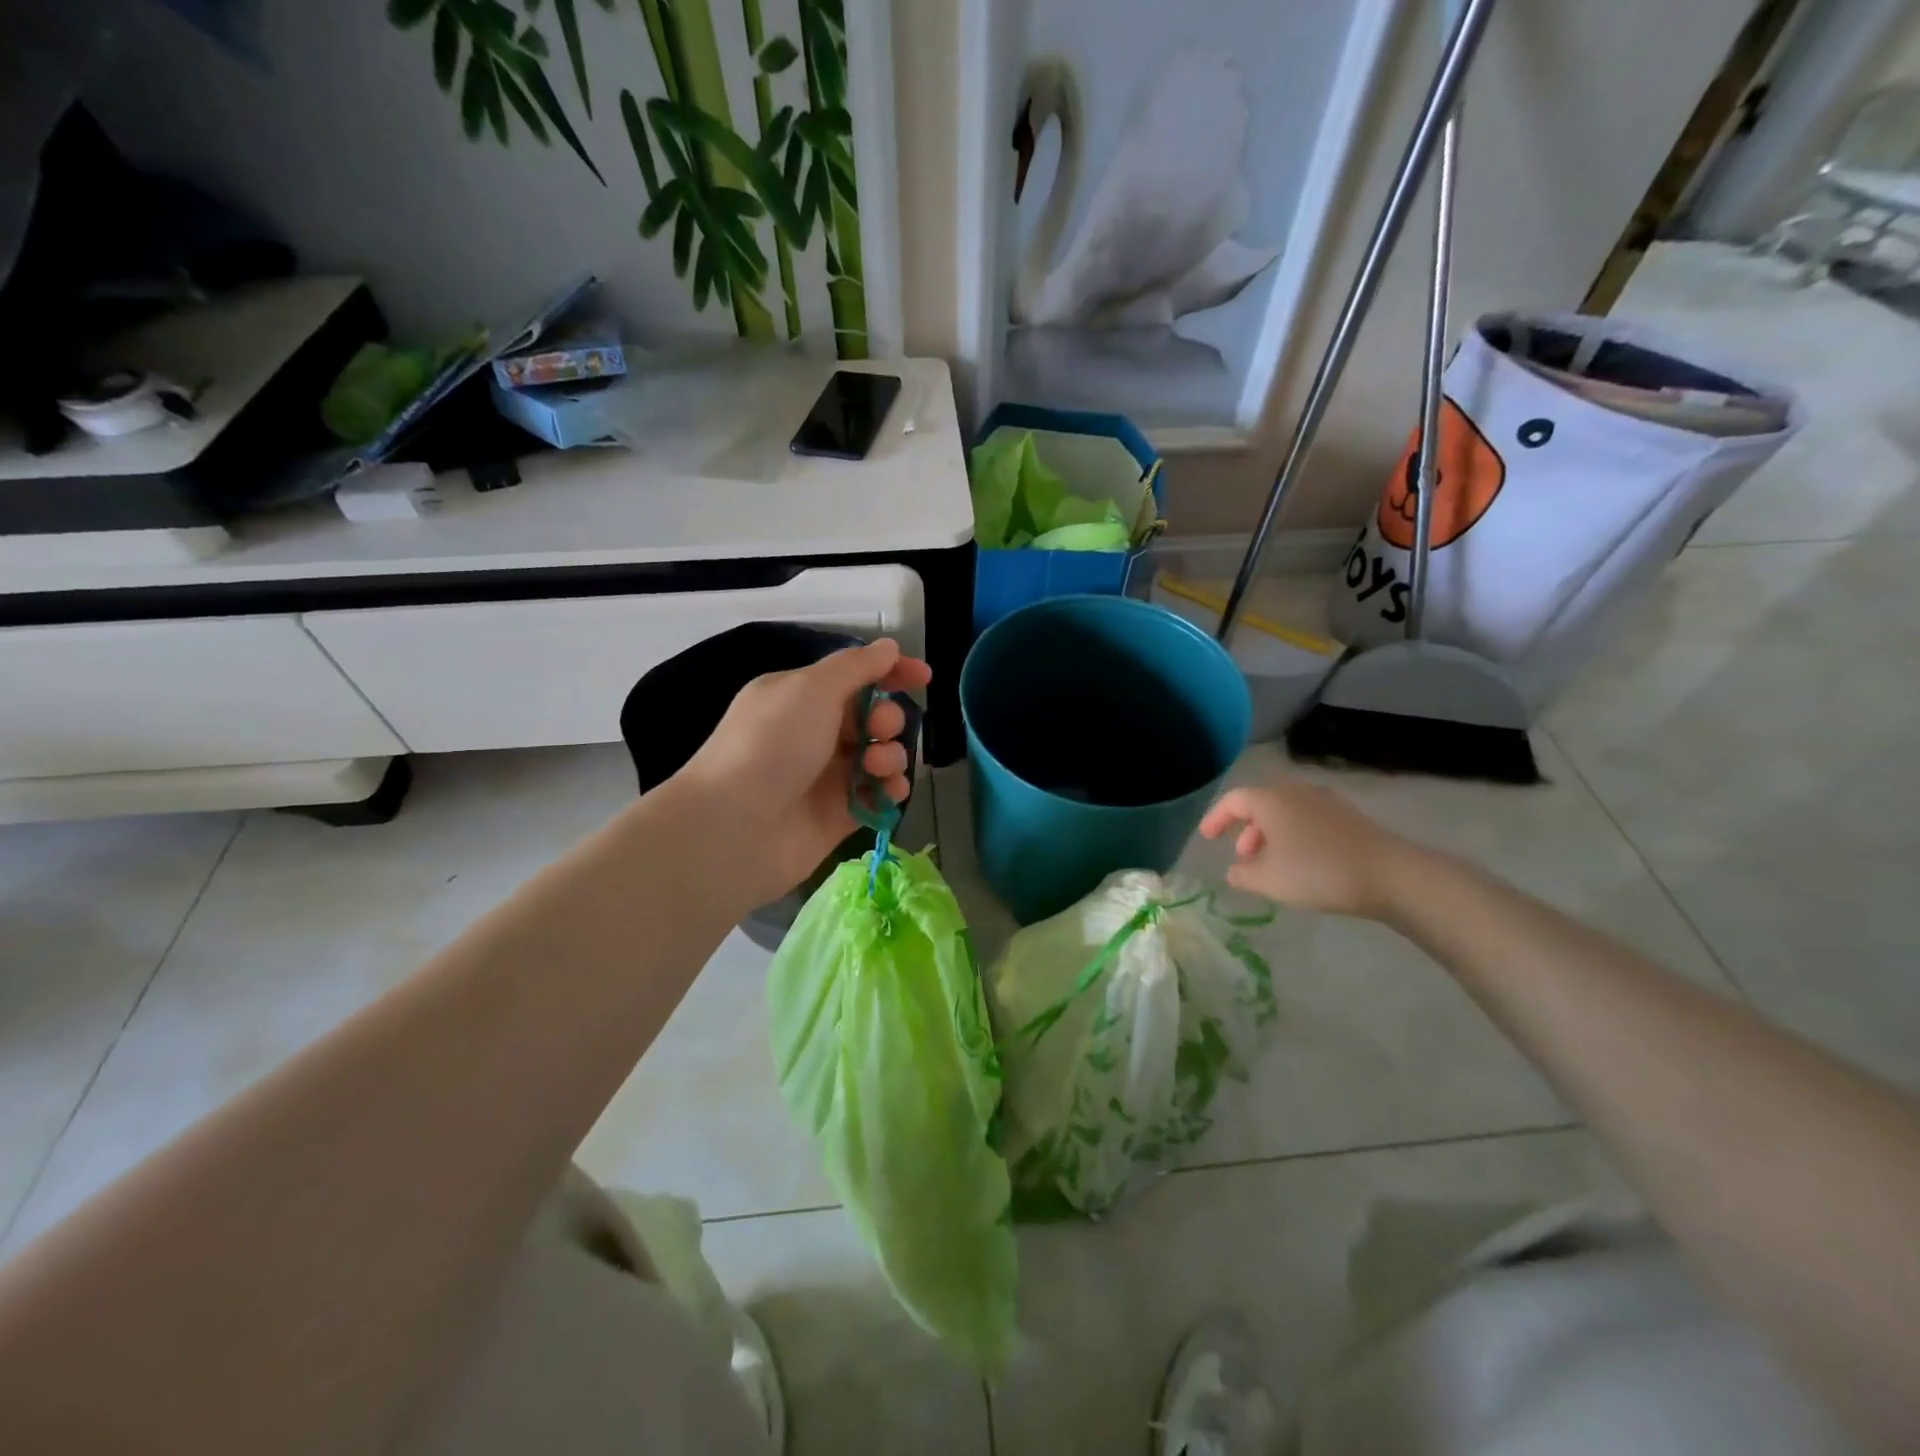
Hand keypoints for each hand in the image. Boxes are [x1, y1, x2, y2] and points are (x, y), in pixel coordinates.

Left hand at [674, 638, 931, 905]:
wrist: (735, 828)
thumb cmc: (772, 745)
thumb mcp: (811, 689)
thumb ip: (856, 666)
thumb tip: (889, 647)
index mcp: (800, 696)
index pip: (855, 675)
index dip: (891, 672)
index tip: (923, 678)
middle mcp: (814, 733)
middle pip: (872, 716)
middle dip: (888, 717)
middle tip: (878, 727)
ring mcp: (827, 776)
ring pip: (880, 755)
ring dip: (891, 754)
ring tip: (877, 765)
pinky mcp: (839, 814)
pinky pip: (878, 795)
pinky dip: (890, 790)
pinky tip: (890, 791)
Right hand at [1199, 781, 1412, 919]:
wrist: (1389, 874)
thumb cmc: (1318, 872)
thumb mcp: (1270, 881)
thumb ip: (1243, 875)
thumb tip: (1233, 871)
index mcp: (1271, 800)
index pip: (1233, 800)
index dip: (1216, 818)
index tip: (1207, 838)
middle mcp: (1296, 792)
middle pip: (1261, 804)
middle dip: (1246, 829)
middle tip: (1242, 858)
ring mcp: (1326, 802)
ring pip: (1286, 812)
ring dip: (1271, 834)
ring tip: (1271, 864)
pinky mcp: (1348, 817)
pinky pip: (1307, 819)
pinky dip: (1294, 835)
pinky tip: (1301, 862)